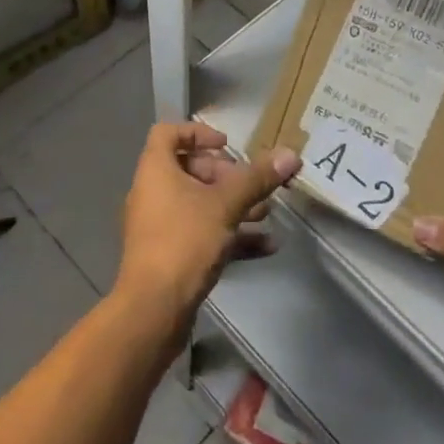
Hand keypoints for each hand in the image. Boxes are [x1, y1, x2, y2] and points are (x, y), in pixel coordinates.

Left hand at [115, 122, 300, 325]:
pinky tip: (266, 246)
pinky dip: (230, 236)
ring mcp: (159, 227)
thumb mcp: (226, 205)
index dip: (198, 133)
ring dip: (234, 206)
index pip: (168, 134)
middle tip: (252, 185)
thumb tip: (290, 154)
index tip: (227, 145)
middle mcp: (153, 193)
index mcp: (155, 170)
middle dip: (226, 176)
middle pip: (189, 170)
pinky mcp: (169, 256)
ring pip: (199, 205)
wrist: (153, 310)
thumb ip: (257, 179)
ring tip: (267, 213)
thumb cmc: (184, 241)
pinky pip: (202, 235)